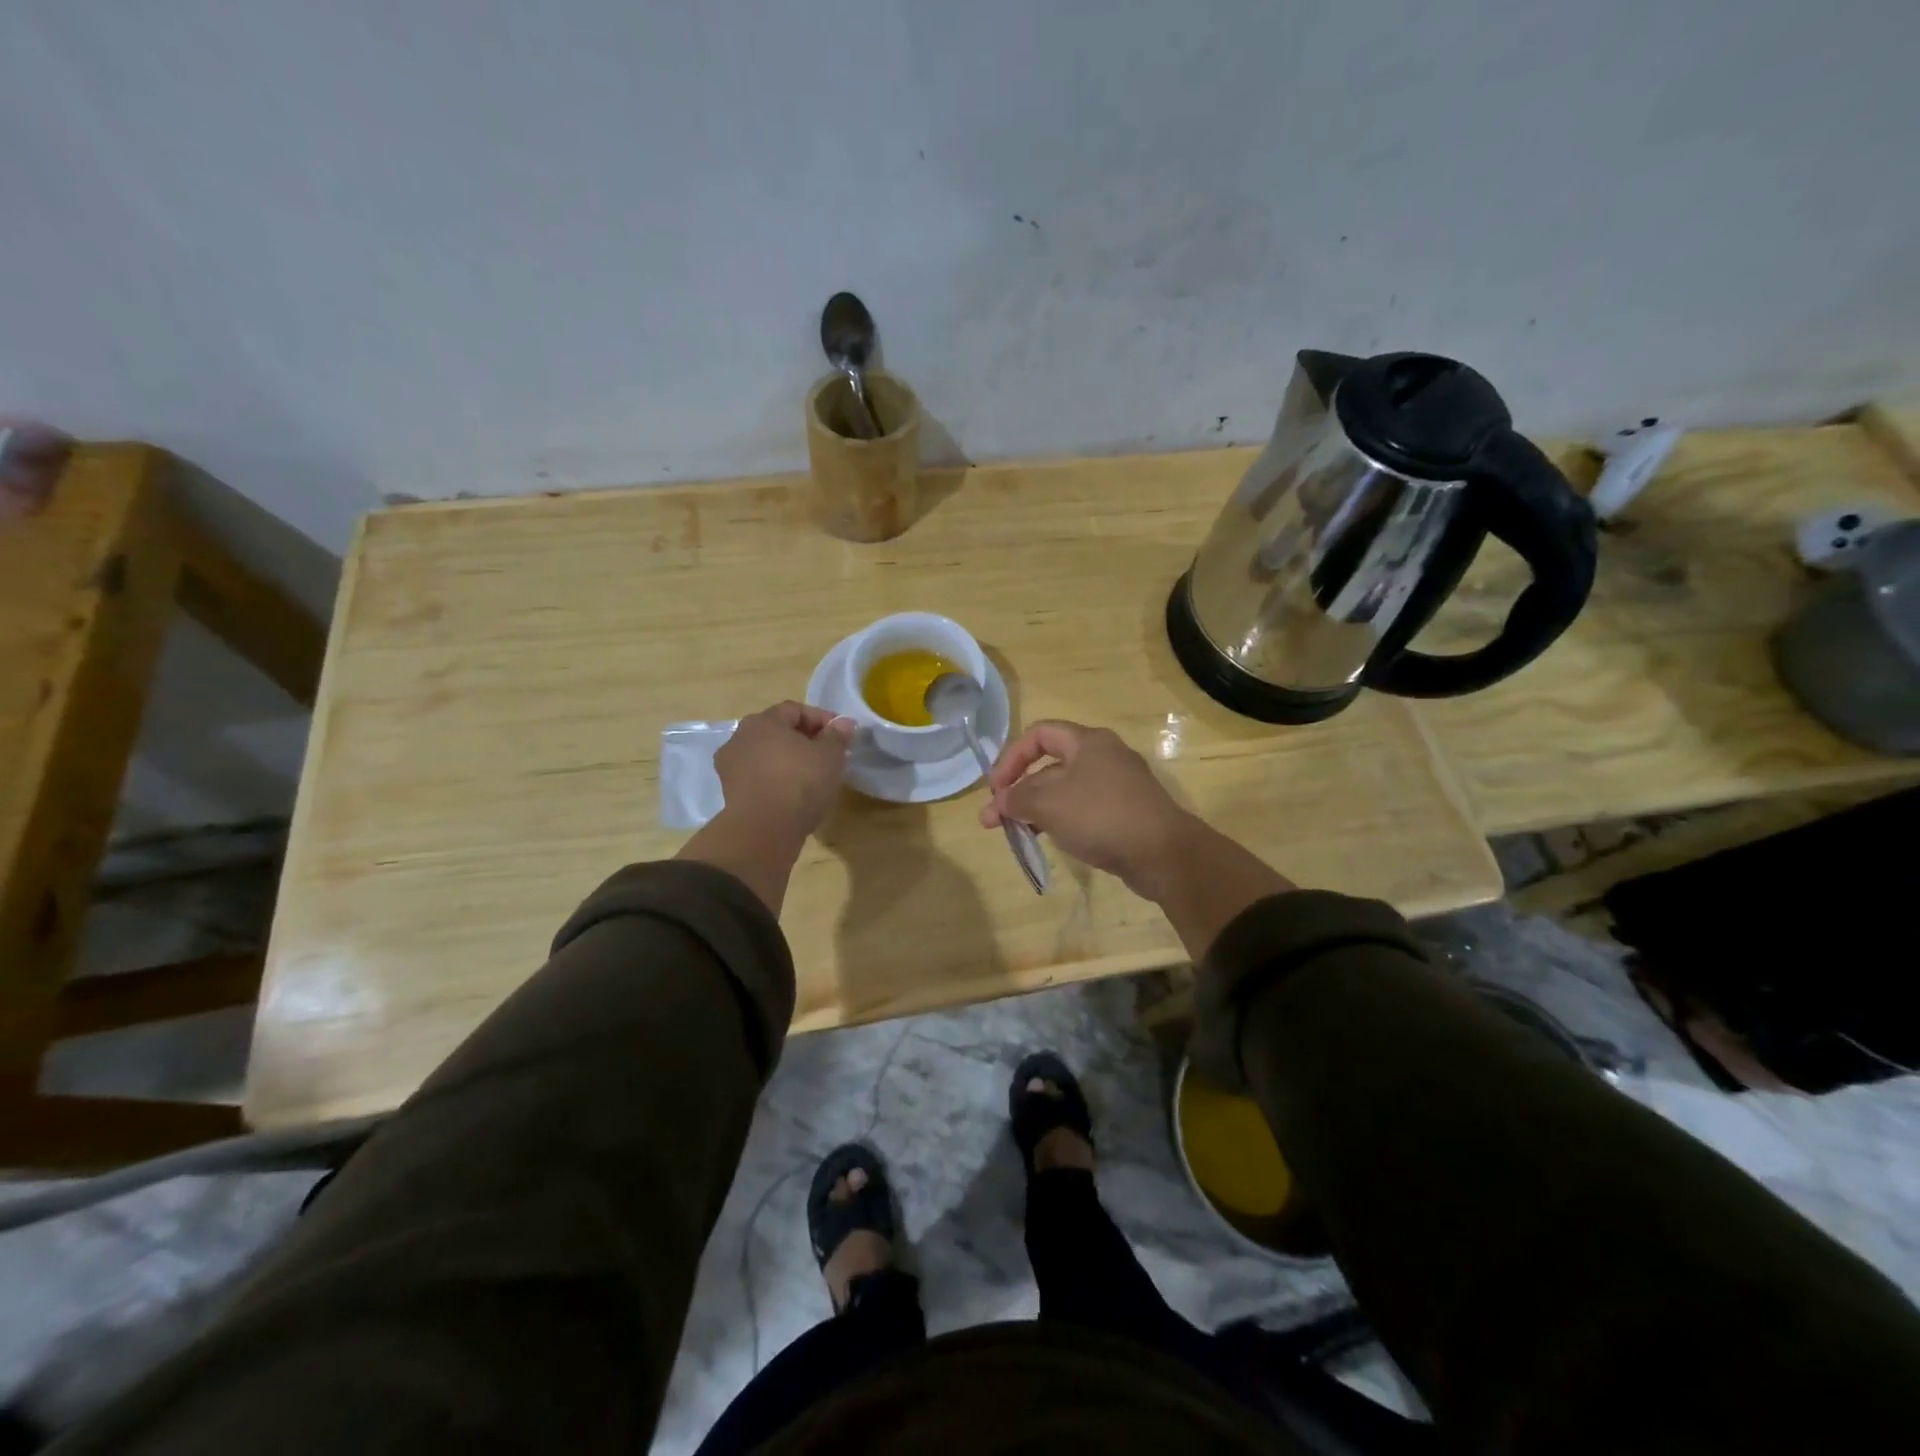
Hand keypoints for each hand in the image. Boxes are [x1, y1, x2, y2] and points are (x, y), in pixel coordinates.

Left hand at [714, 702, 854, 843]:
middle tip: (827, 754)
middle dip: (803, 739)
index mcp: (763, 721)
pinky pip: (759, 777)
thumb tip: (843, 723)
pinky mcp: (730, 793)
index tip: (841, 734)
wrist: (764, 830)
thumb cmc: (800, 782)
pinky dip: (776, 780)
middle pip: (777, 731)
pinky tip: (793, 794)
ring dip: (788, 760)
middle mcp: (740, 737)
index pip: (795, 710)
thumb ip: (837, 736)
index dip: (821, 719)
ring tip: (812, 776)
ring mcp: (730, 766)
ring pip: (766, 755)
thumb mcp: (829, 756)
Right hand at [982, 720, 1193, 893]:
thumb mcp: (1049, 804)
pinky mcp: (1125, 813)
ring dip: (1036, 808)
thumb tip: (999, 801)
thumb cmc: (1101, 816)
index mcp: (1088, 742)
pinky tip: (1049, 840)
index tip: (995, 788)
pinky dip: (1061, 820)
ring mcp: (1117, 786)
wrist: (1164, 854)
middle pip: (1050, 765)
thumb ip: (1017, 799)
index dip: (1011, 757)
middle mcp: (1104, 757)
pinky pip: (1083, 810)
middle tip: (995, 820)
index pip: (1039, 734)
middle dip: (1018, 791)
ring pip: (1065, 790)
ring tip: (1016, 833)